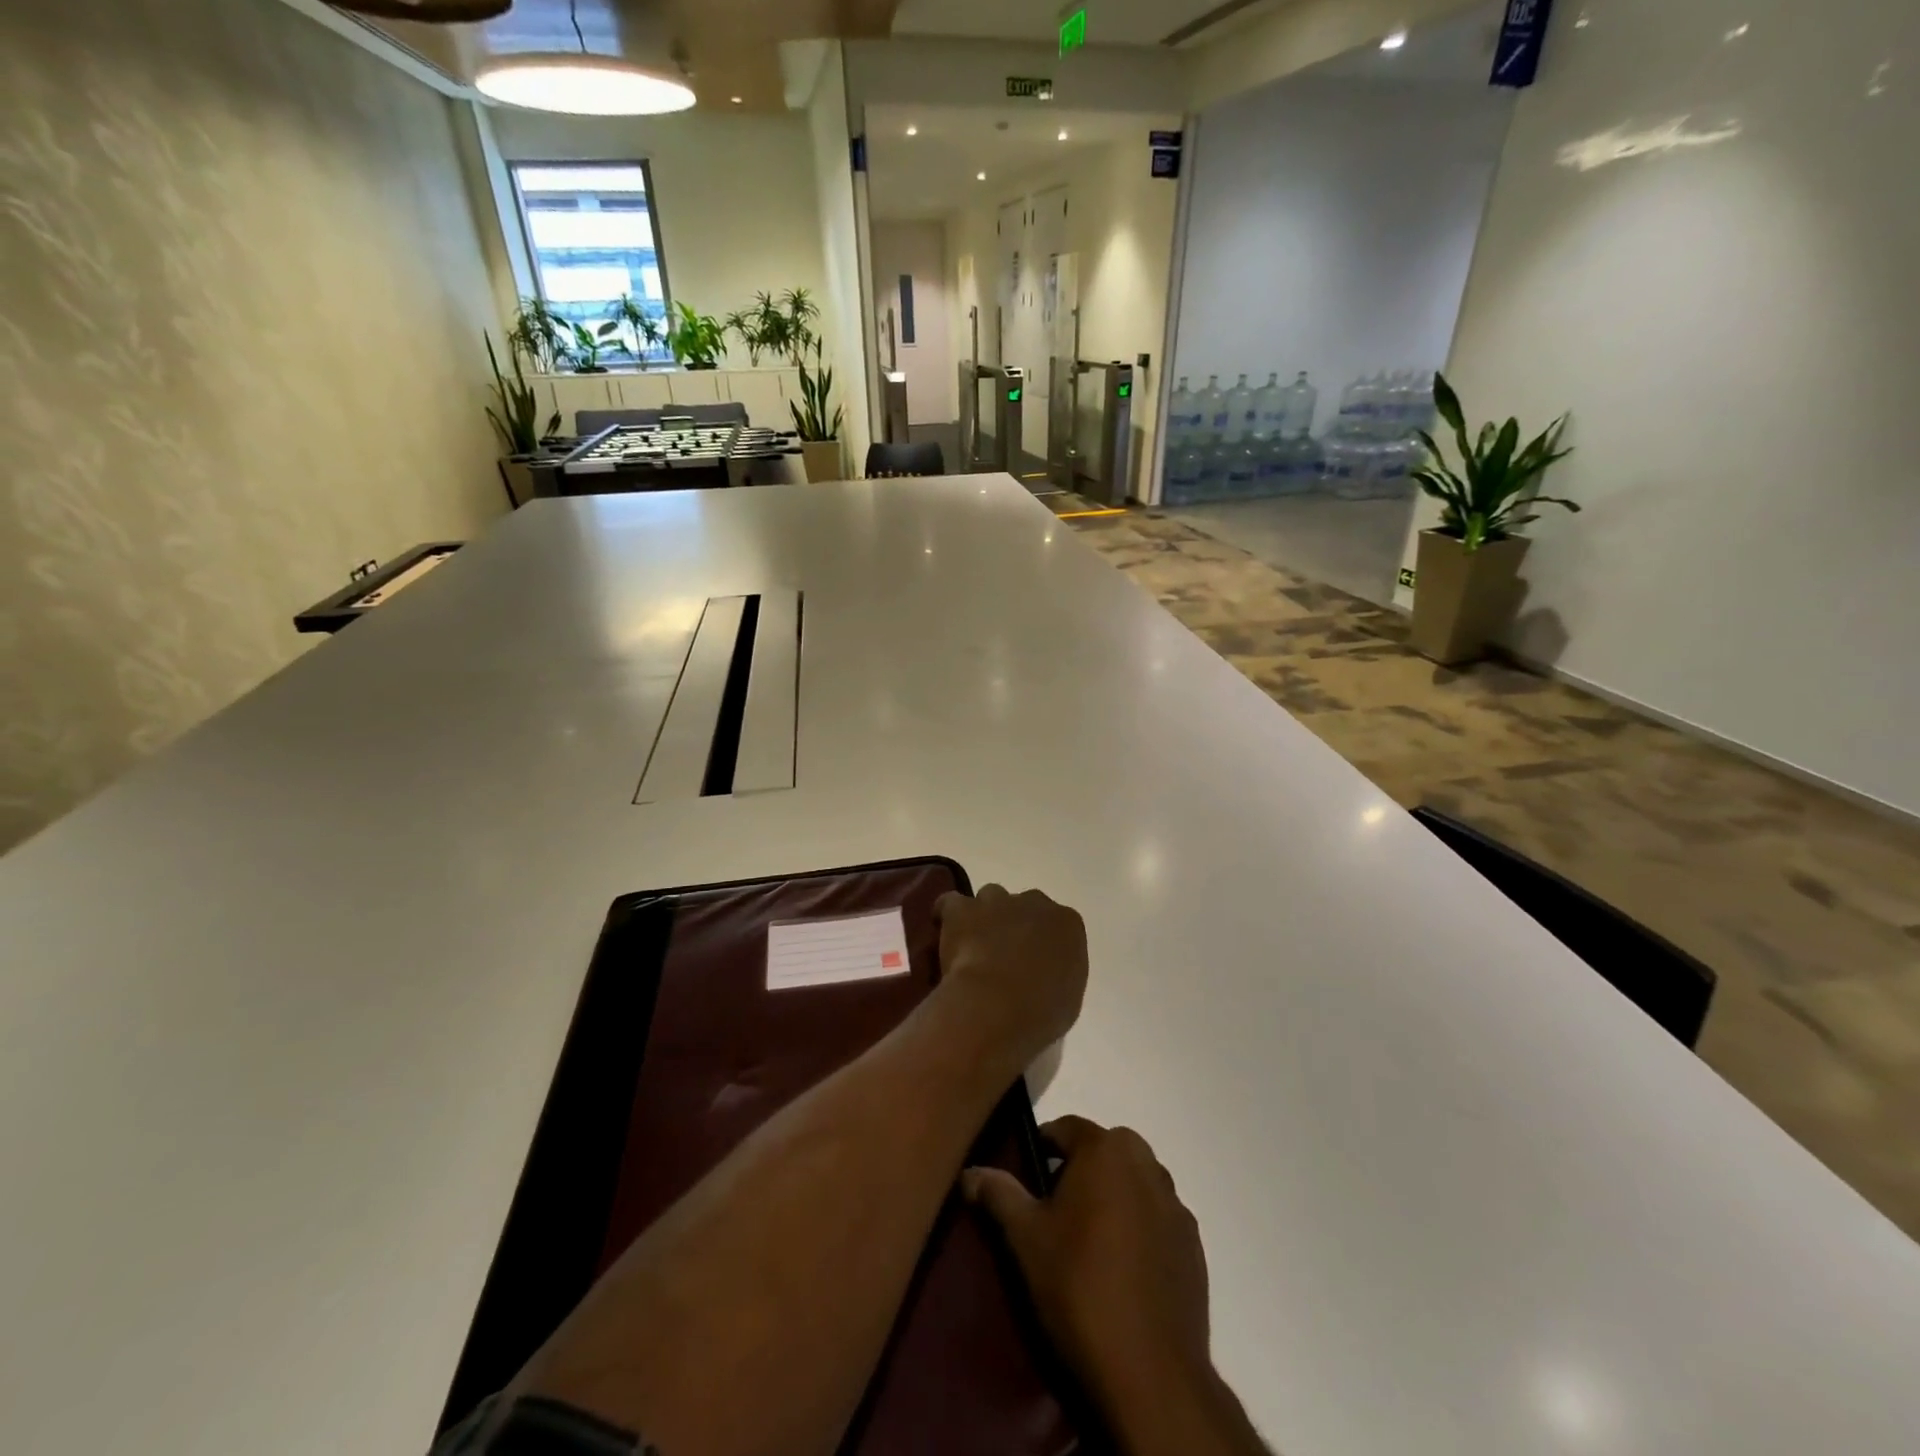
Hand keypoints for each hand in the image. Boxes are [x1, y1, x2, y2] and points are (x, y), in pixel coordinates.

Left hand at [933, 885, 1087, 1072]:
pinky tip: (946, 933)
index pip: (1058, 924)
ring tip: (974, 944)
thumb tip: (1041, 975)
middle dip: (1015, 924)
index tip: (1035, 962)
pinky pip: (951, 903)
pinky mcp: (962, 909)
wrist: (1000, 1005)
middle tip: (1004, 954)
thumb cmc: (1041, 1011)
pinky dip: (947, 915)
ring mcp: (997, 902)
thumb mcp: (1066, 998)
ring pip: (990, 898)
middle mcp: (1035, 903)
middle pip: (1024, 906)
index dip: (1043, 942)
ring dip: (984, 916)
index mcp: (1068, 924)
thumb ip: (1057, 974)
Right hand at [962, 1117, 1211, 1418]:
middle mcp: (1147, 1165)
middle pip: (1106, 1150)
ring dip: (1113, 1195)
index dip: (1042, 1146)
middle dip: (1081, 1168)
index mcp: (1107, 1150)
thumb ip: (998, 1193)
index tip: (1026, 1176)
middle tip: (1054, 1207)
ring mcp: (1175, 1206)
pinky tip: (1121, 1267)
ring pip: (1135, 1182)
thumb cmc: (1079, 1287)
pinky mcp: (1194, 1246)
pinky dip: (1139, 1227)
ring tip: (1088, 1237)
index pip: (1067, 1128)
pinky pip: (1157, 1218)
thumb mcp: (1025, 1238)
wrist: (1150, 1372)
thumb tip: (970, 1171)